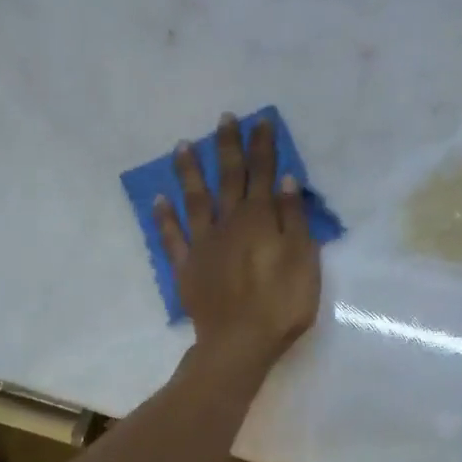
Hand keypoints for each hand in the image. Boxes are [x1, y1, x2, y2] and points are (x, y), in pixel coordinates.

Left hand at [154, 113, 322, 376]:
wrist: (240, 343)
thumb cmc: (282, 303)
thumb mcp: (303, 260)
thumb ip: (293, 219)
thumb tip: (285, 180)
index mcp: (260, 219)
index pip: (263, 174)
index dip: (262, 147)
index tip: (260, 120)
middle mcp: (228, 223)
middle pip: (229, 178)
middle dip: (228, 147)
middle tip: (224, 118)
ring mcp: (203, 244)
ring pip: (195, 199)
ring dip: (190, 171)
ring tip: (183, 145)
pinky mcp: (186, 267)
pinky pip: (173, 236)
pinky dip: (165, 216)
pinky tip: (159, 198)